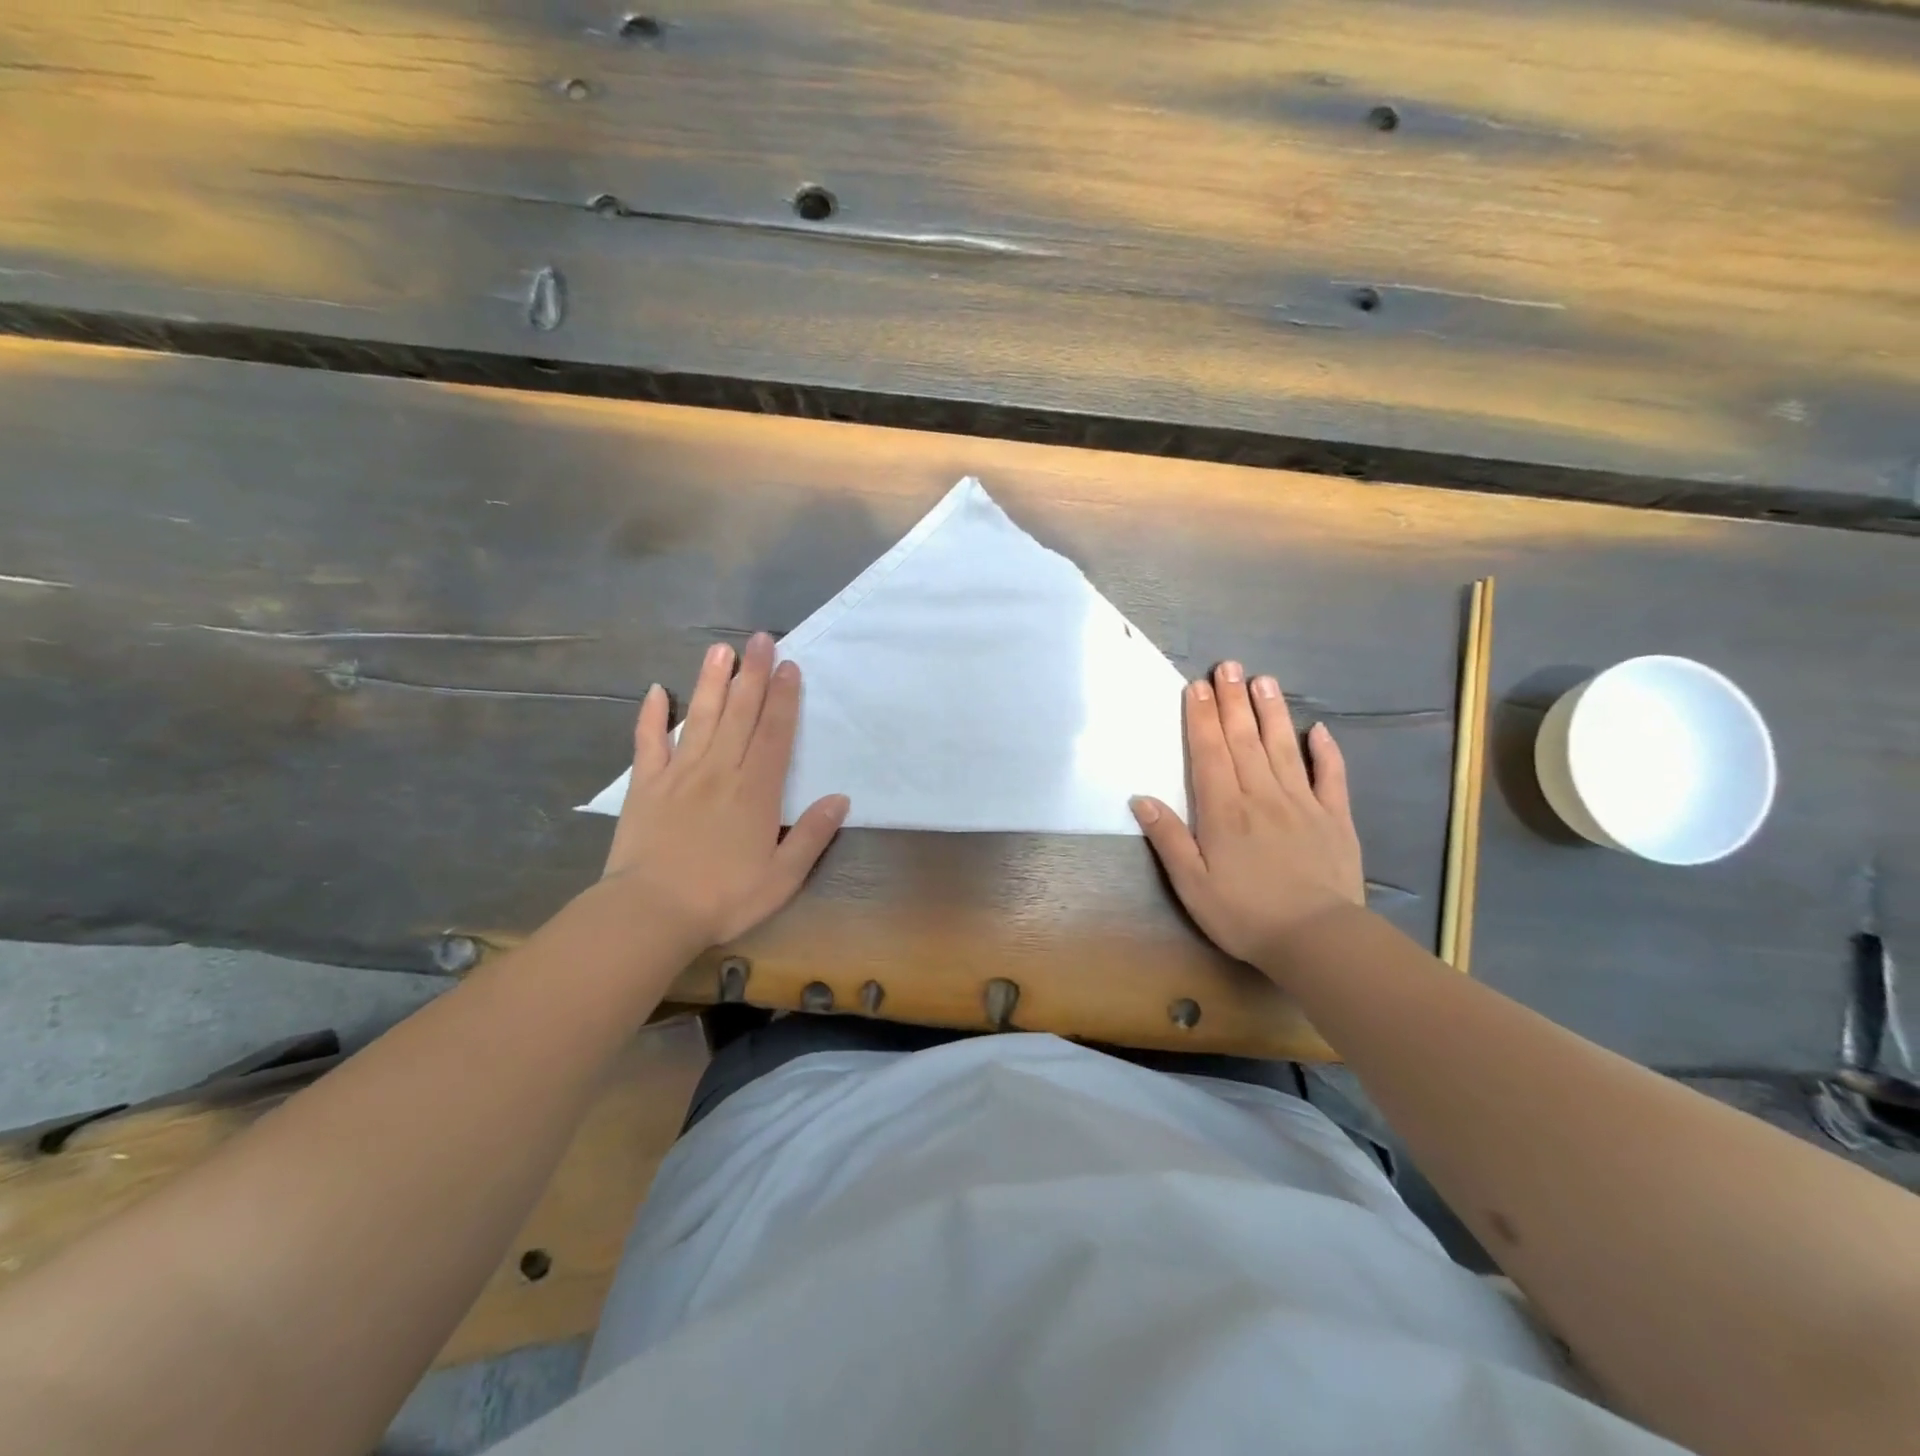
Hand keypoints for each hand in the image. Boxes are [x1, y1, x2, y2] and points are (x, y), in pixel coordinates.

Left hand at [601, 633, 848, 952]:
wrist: (651, 913)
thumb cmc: (724, 898)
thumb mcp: (782, 877)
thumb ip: (813, 835)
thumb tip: (840, 799)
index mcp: (757, 791)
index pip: (775, 734)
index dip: (785, 698)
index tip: (790, 666)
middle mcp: (720, 771)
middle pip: (741, 713)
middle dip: (754, 674)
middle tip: (762, 639)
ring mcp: (680, 774)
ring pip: (700, 717)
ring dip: (712, 681)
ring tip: (721, 649)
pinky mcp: (645, 785)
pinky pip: (648, 742)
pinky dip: (652, 716)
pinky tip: (656, 691)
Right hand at [1131, 661, 1364, 967]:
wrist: (1317, 940)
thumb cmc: (1244, 914)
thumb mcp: (1192, 885)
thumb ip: (1168, 838)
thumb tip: (1140, 799)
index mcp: (1224, 811)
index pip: (1209, 753)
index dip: (1200, 718)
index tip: (1196, 686)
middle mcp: (1262, 796)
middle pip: (1244, 740)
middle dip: (1233, 701)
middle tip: (1228, 666)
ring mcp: (1303, 803)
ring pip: (1283, 748)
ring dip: (1272, 712)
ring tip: (1263, 680)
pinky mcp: (1335, 818)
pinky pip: (1330, 777)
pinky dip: (1326, 751)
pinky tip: (1319, 729)